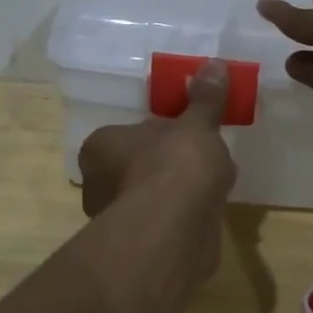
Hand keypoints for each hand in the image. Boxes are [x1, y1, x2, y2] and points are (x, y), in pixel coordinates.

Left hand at [79, 58, 236, 223]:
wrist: (175, 229)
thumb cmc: (175, 164)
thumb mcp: (196, 125)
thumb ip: (205, 99)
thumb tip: (214, 64)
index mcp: (100, 147)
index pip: (126, 135)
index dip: (159, 134)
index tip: (185, 135)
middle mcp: (97, 184)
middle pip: (137, 166)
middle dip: (166, 165)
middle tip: (200, 159)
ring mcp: (116, 220)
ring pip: (149, 197)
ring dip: (175, 194)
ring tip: (211, 186)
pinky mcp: (138, 248)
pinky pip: (163, 224)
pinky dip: (182, 219)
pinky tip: (207, 214)